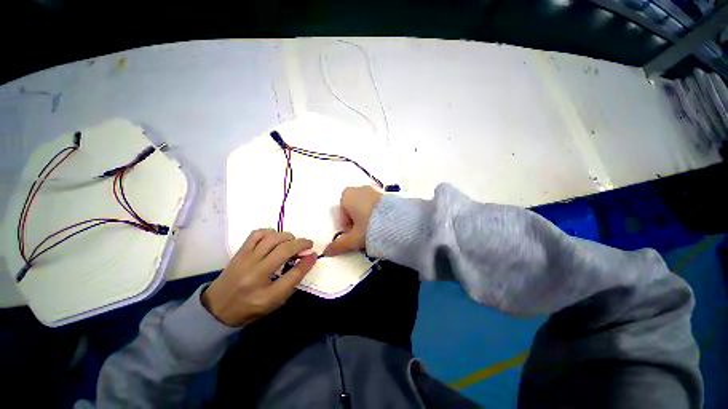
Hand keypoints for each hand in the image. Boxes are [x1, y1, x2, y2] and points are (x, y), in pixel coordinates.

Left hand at [202, 229, 316, 325]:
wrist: (217, 308)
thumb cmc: (250, 307)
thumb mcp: (275, 301)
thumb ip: (293, 280)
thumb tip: (309, 259)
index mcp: (265, 294)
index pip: (293, 275)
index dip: (307, 262)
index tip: (314, 254)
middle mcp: (255, 274)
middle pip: (284, 250)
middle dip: (301, 244)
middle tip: (308, 245)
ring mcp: (246, 260)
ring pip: (272, 239)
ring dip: (288, 237)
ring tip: (292, 242)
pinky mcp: (240, 252)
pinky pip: (257, 234)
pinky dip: (271, 232)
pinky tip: (275, 238)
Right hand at [324, 186, 382, 256]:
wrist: (398, 221)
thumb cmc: (370, 226)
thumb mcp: (354, 238)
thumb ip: (339, 245)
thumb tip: (326, 252)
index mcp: (348, 195)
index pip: (342, 210)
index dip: (346, 224)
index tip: (353, 234)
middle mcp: (360, 189)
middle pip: (354, 208)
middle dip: (356, 221)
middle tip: (363, 233)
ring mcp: (375, 190)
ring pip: (366, 207)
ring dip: (367, 218)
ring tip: (374, 230)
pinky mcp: (387, 194)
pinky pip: (377, 205)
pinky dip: (377, 214)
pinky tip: (384, 224)